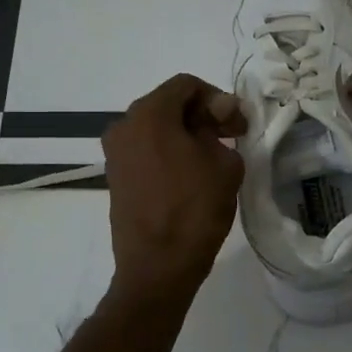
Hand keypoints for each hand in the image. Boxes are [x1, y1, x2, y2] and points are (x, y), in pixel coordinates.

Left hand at [101, 75, 246, 301]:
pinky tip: (190, 174)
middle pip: (168, 104)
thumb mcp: (224, 163)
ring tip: (212, 158)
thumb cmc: (195, 210)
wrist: (158, 267)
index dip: (218, 98)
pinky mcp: (115, 177)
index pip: (186, 85)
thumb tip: (217, 113)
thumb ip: (221, 127)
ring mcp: (115, 153)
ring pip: (156, 128)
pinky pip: (146, 150)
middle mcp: (124, 126)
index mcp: (149, 114)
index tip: (237, 124)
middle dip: (201, 115)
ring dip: (185, 134)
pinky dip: (168, 152)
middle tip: (229, 137)